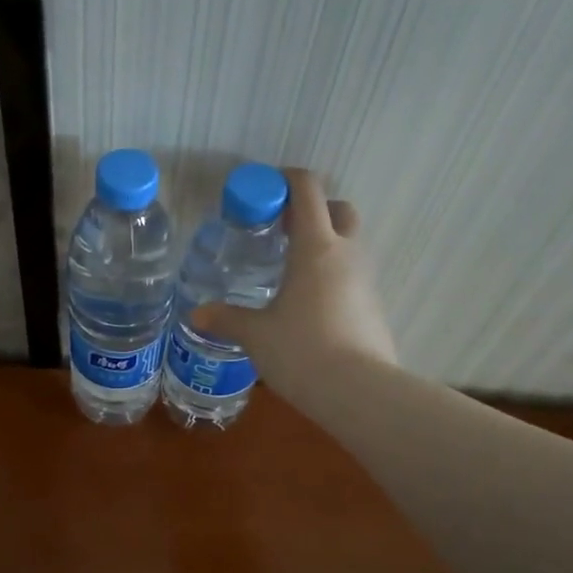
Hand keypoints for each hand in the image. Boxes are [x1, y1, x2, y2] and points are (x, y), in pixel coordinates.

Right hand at [192, 167, 397, 398]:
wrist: (358, 392)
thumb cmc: (301, 350)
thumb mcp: (256, 335)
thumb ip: (227, 319)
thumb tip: (197, 315)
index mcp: (315, 247)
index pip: (307, 191)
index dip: (287, 180)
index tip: (265, 189)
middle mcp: (346, 254)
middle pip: (339, 210)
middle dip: (315, 210)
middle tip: (283, 230)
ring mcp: (367, 281)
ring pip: (350, 244)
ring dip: (326, 245)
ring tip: (292, 271)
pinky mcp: (375, 307)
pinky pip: (354, 277)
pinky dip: (334, 277)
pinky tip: (310, 305)